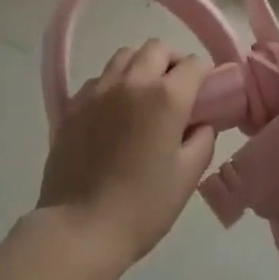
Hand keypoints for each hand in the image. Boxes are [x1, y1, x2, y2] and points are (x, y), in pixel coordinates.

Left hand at [37, 39, 217, 264]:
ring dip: (141, 66)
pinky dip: (112, 84)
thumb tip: (200, 122)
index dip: (204, 75)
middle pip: (157, 48)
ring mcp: (98, 90)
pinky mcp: (73, 105)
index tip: (206, 95)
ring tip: (143, 96)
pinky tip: (113, 113)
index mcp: (166, 96)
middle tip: (177, 91)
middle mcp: (132, 82)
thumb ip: (203, 139)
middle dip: (173, 62)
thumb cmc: (142, 207)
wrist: (79, 230)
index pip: (194, 63)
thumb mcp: (188, 176)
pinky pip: (99, 78)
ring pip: (125, 55)